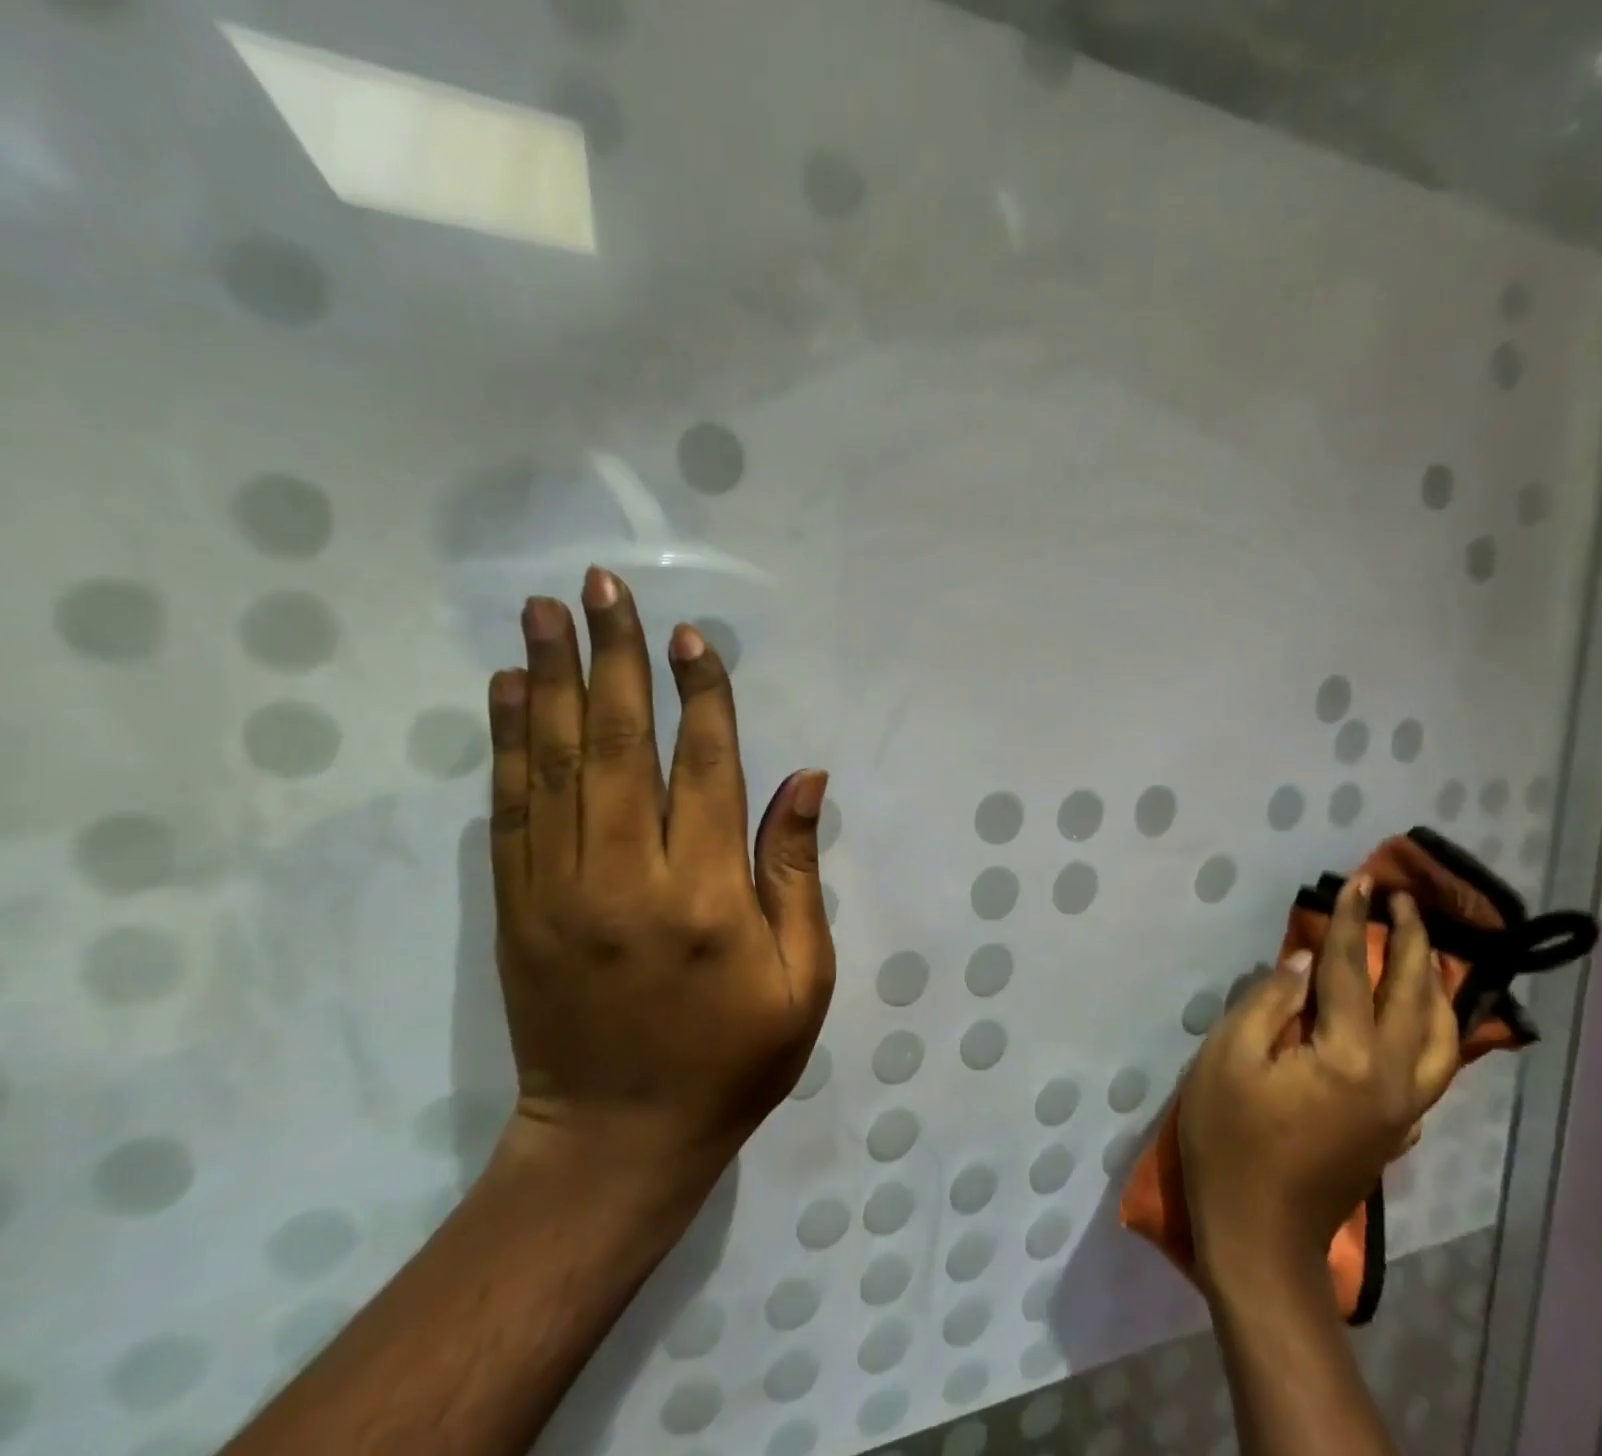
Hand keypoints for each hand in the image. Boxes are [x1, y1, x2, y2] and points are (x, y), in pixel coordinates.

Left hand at [484, 566, 835, 1193]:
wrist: (615, 1142)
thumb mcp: (802, 978)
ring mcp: (559, 892)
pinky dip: (507, 745)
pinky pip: (510, 811)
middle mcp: (627, 878)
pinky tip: (505, 692)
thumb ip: (796, 872)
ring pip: (554, 765)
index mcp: (706, 896)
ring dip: (550, 681)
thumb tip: (805, 778)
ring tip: (542, 612)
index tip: (689, 634)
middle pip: (620, 745)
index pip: (704, 767)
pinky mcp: (517, 910)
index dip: (701, 694)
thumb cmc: (732, 1058)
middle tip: (602, 588)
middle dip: (615, 658)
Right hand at [1178, 875, 1457, 1295]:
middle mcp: (1392, 1078)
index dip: (1351, 924)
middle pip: (1413, 998)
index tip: (1361, 882)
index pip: (1352, 973)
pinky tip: (1424, 1013)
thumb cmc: (1230, 1139)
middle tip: (1404, 901)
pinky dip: (1436, 1027)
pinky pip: (1433, 1064)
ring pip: (1440, 1035)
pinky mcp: (1399, 1127)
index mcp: (1347, 1057)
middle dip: (1410, 942)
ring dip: (1434, 983)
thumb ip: (1268, 1003)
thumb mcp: (1228, 1059)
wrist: (1260, 1235)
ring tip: (1423, 946)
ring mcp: (1403, 1107)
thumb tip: (1303, 964)